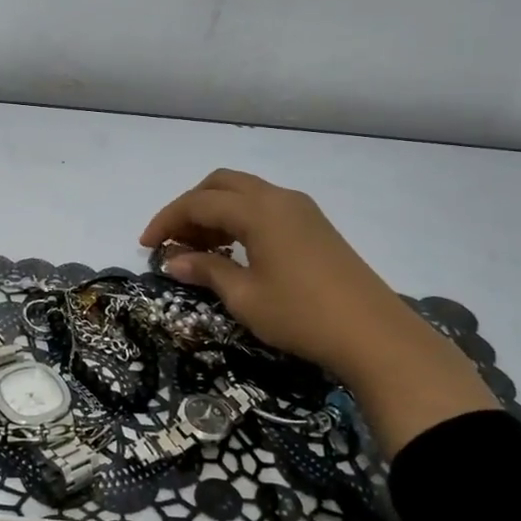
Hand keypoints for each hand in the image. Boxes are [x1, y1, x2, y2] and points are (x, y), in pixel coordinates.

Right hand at [140, 170, 495, 455]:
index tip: (146, 246)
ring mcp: (301, 210)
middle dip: (190, 207)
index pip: (199, 202)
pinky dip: (239, 220)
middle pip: (221, 184)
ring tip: (197, 250)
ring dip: (215, 213)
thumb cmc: (301, 315)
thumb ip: (206, 271)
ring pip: (245, 194)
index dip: (167, 220)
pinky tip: (233, 251)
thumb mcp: (245, 296)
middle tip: (172, 241)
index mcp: (258, 209)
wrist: (375, 335)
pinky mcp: (315, 226)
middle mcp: (279, 198)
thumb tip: (173, 260)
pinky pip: (265, 208)